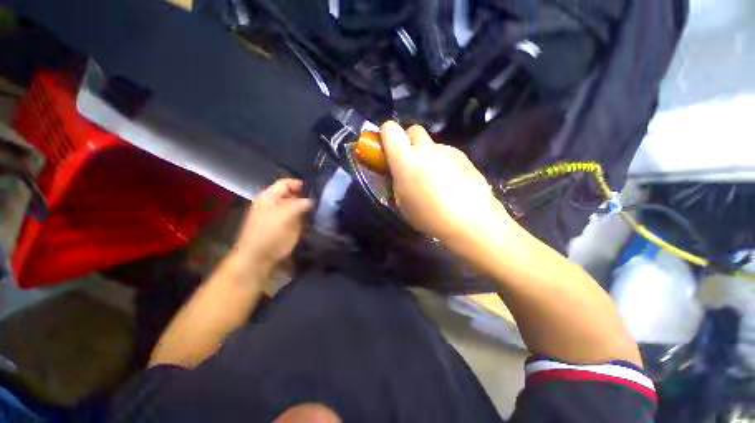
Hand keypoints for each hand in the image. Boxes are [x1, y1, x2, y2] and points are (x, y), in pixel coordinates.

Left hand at [234, 179, 312, 274]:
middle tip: (320, 201)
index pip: (285, 183)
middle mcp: (273, 205)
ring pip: (295, 207)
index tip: (315, 190)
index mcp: (269, 197)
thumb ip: (300, 204)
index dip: (299, 184)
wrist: (258, 259)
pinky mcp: (283, 228)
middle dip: (305, 197)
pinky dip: (305, 219)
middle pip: (291, 195)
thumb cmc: (270, 233)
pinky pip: (296, 219)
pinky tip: (313, 222)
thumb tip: (312, 201)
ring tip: (319, 211)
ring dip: (306, 209)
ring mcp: (278, 217)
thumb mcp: (286, 215)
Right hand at [380, 121, 512, 244]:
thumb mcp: (402, 202)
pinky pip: (447, 155)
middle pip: (413, 130)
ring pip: (431, 145)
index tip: (389, 150)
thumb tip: (398, 171)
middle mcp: (426, 149)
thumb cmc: (429, 216)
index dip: (387, 136)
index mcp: (406, 160)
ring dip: (428, 157)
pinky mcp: (464, 156)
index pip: (390, 129)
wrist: (470, 220)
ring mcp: (447, 150)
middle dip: (409, 143)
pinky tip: (451, 184)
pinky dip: (444, 164)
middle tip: (411, 164)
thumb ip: (397, 180)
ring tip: (435, 181)